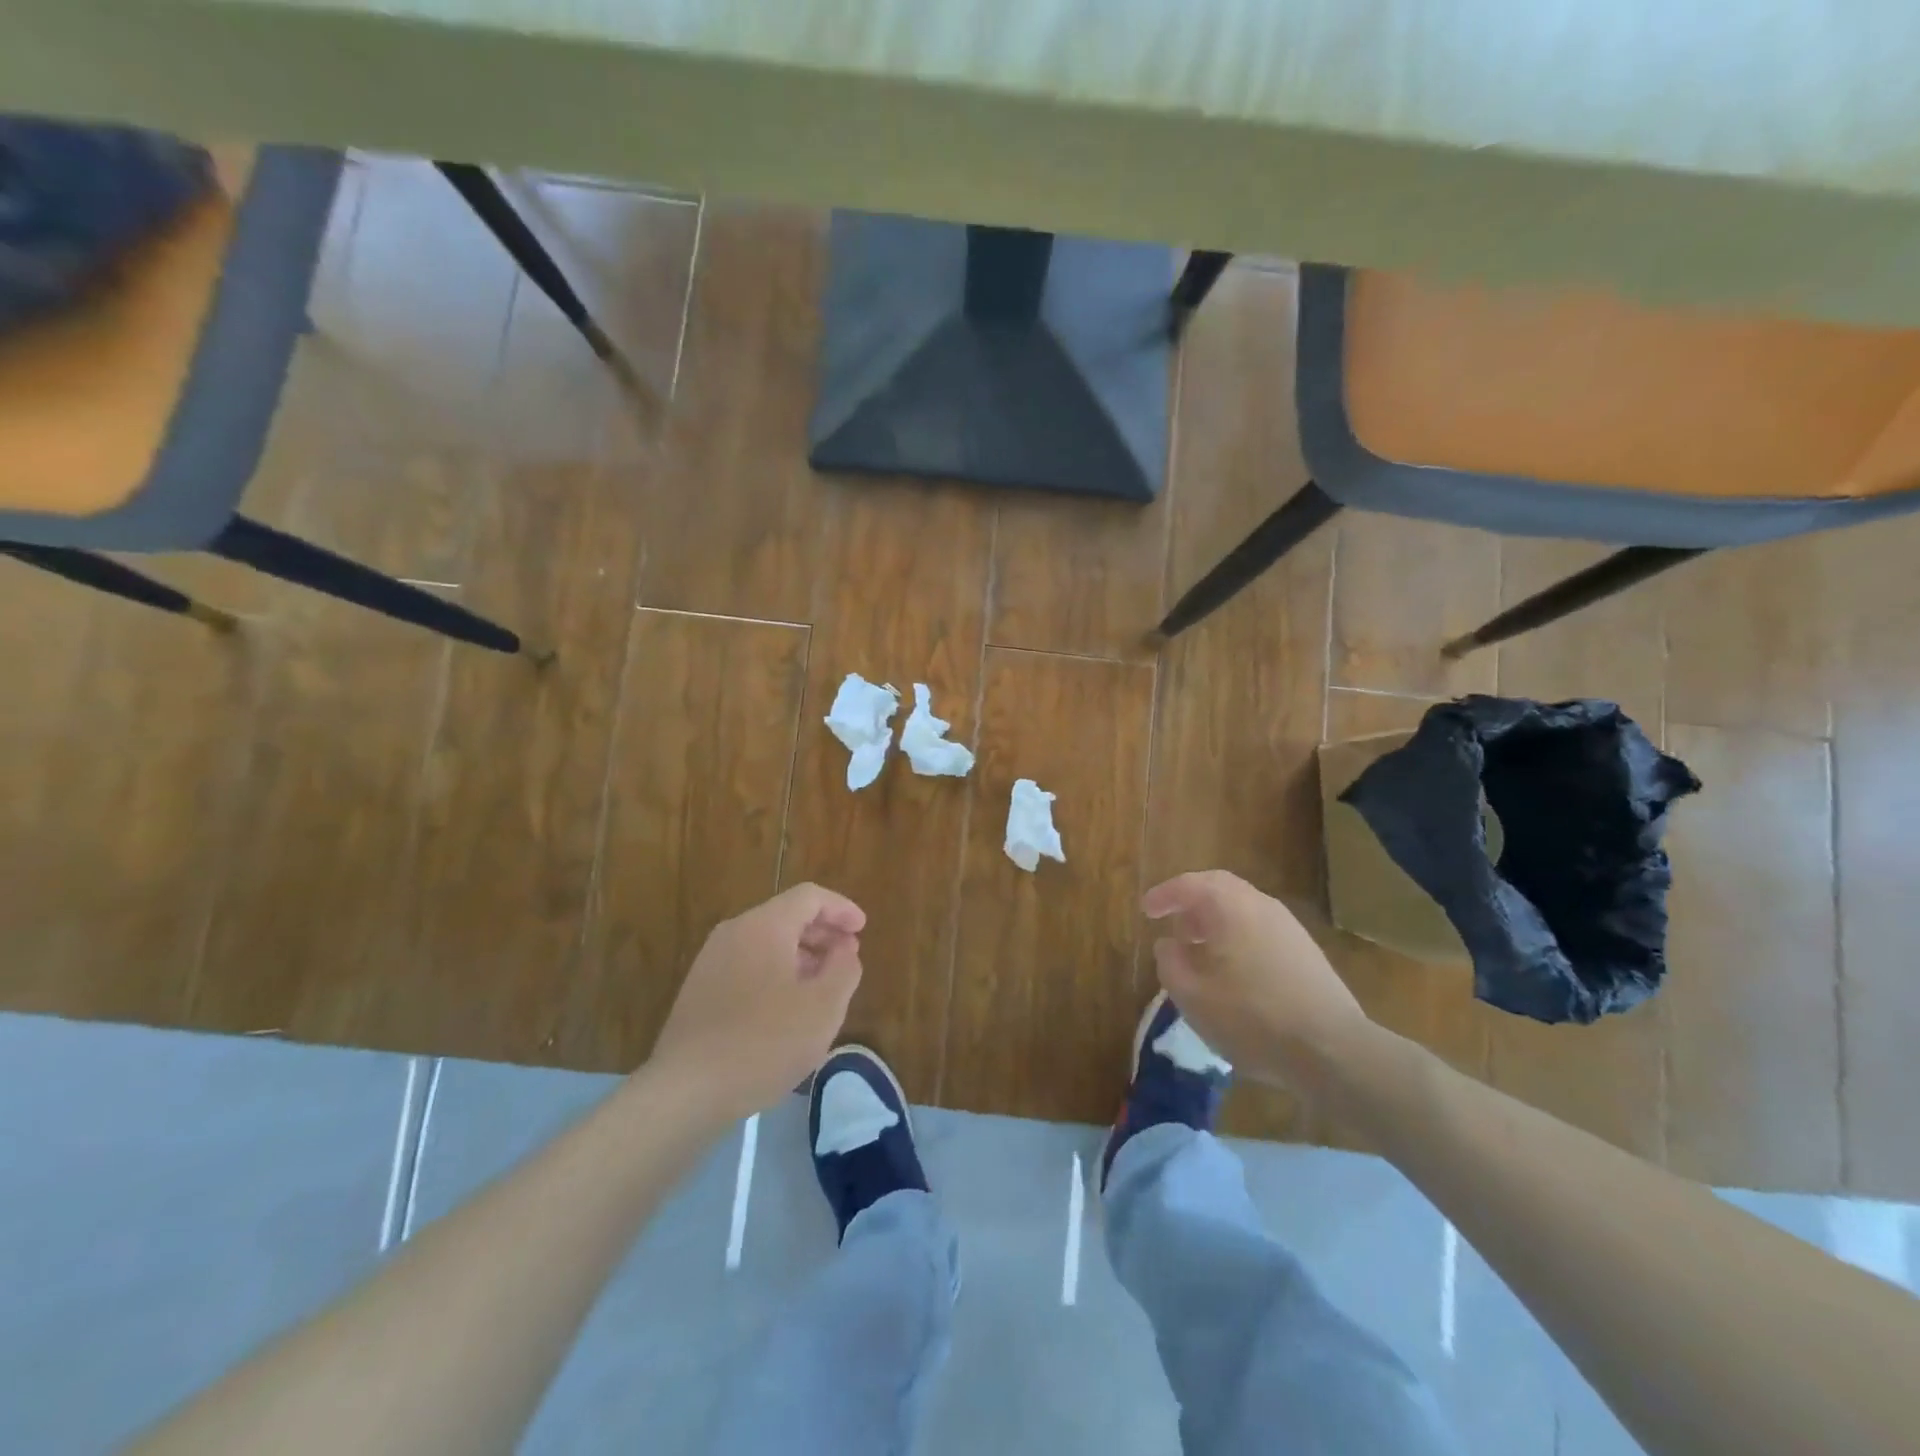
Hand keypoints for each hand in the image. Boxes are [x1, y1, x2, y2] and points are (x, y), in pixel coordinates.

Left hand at [648, 884, 865, 1121]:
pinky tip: (787, 1007)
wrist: (686, 1091)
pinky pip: (748, 963)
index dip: (841, 908)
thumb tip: (845, 949)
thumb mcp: (823, 1007)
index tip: (862, 929)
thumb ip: (844, 969)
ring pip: (766, 941)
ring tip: (822, 984)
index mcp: (764, 926)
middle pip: (786, 916)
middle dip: (822, 932)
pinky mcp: (699, 989)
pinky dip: (776, 971)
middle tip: (848, 956)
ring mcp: (711, 960)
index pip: (809, 897)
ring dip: (801, 954)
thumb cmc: (765, 1043)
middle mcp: (734, 932)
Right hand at [1143, 870, 1369, 1091]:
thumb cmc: (1251, 1018)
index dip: (1164, 895)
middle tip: (1172, 923)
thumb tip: (1168, 944)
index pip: (1189, 885)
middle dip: (1192, 902)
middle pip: (1220, 888)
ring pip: (1243, 909)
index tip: (1146, 910)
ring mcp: (1289, 927)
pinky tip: (1232, 971)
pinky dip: (1238, 936)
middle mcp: (1261, 905)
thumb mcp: (1192, 996)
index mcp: (1230, 907)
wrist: (1332, 1051)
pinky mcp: (1306, 952)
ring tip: (1198, 950)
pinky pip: (1261, 929)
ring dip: (1216, 921)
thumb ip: (1170, 963)